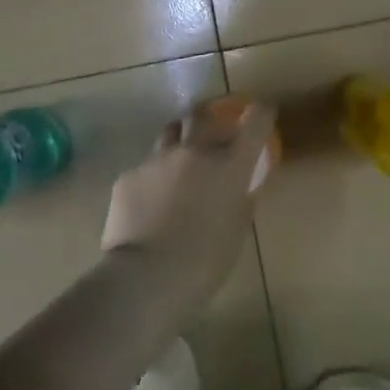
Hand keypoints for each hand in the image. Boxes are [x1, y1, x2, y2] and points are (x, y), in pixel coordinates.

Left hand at [102, 103, 274, 315]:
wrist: (146, 276)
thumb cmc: (204, 262)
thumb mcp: (235, 232)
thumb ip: (239, 202)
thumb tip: (237, 189)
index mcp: (229, 166)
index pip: (255, 123)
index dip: (261, 114)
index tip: (261, 113)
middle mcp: (193, 152)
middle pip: (202, 115)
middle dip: (209, 118)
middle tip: (212, 131)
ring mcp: (156, 160)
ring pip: (169, 135)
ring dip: (179, 143)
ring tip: (178, 165)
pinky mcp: (128, 176)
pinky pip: (145, 169)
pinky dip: (153, 179)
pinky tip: (149, 205)